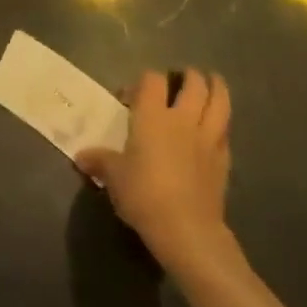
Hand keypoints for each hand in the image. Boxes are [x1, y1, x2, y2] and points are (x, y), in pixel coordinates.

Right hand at [77, 68, 234, 270]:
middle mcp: (182, 119)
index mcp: (152, 115)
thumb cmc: (144, 194)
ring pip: (220, 102)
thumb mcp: (114, 177)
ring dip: (217, 89)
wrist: (187, 230)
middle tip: (183, 77)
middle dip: (189, 76)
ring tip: (214, 82)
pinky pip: (225, 133)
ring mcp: (207, 139)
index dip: (143, 81)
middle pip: (194, 84)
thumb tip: (80, 157)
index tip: (131, 96)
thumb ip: (99, 161)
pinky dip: (222, 125)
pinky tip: (218, 129)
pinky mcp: (223, 161)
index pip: (152, 79)